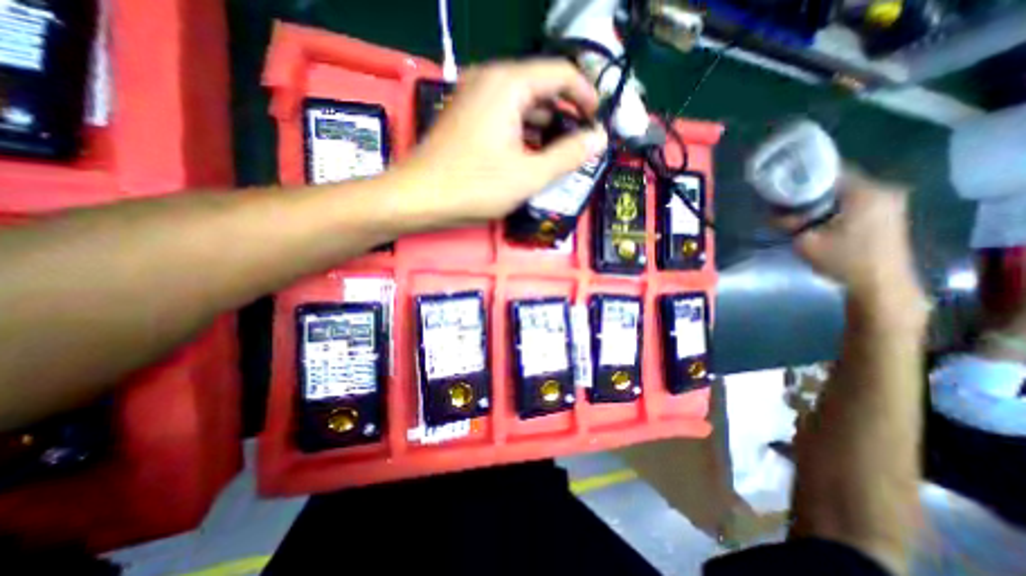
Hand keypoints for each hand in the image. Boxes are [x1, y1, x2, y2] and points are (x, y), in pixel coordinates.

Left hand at [389, 58, 602, 227]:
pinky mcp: (467, 116)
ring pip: (523, 104)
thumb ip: (568, 156)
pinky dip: (523, 132)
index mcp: (509, 84)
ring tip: (559, 155)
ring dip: (545, 127)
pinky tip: (530, 155)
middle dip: (565, 116)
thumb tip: (599, 139)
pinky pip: (505, 115)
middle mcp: (490, 80)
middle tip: (580, 146)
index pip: (562, 74)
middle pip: (542, 88)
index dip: (586, 97)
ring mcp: (475, 97)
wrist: (419, 197)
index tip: (597, 124)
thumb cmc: (474, 186)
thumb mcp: (529, 175)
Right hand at [787, 168, 927, 303]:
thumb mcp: (805, 241)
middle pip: (837, 181)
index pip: (828, 171)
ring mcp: (889, 202)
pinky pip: (853, 202)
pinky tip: (816, 219)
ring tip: (796, 211)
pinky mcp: (887, 215)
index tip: (781, 185)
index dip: (801, 177)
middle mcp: (882, 190)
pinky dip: (833, 207)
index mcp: (865, 192)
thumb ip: (787, 223)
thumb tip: (772, 213)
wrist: (879, 284)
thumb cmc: (843, 260)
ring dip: (820, 200)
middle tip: (784, 201)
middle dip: (808, 190)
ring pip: (844, 192)